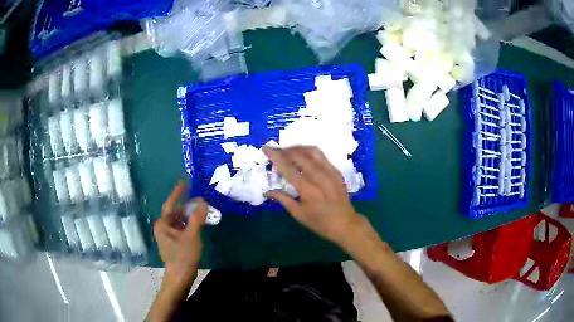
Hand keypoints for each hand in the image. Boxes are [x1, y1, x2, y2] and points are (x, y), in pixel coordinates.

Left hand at [154, 180, 207, 280]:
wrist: (180, 276)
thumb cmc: (183, 255)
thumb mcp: (192, 236)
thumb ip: (197, 218)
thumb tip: (202, 201)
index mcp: (163, 223)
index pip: (171, 203)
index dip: (178, 192)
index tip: (185, 181)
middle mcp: (163, 227)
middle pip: (175, 211)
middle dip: (187, 205)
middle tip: (199, 199)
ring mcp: (167, 235)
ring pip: (179, 220)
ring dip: (189, 215)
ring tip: (201, 211)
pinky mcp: (173, 242)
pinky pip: (181, 228)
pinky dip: (189, 224)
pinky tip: (198, 225)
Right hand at [263, 146, 364, 245]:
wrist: (346, 224)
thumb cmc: (320, 223)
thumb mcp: (299, 214)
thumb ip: (283, 199)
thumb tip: (268, 192)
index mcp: (308, 190)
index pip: (288, 168)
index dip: (275, 156)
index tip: (266, 148)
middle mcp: (320, 177)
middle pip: (299, 155)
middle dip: (284, 150)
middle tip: (275, 151)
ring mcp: (330, 172)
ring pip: (312, 151)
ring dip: (297, 148)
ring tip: (288, 152)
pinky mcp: (336, 172)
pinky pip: (321, 156)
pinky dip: (309, 152)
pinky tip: (303, 156)